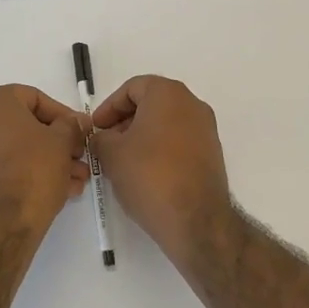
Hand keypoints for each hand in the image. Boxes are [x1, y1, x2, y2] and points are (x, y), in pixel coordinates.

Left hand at [0, 85, 90, 237]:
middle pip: (27, 125)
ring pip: (19, 148)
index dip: (64, 116)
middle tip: (80, 158)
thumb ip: (71, 125)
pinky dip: (30, 172)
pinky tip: (59, 190)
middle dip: (59, 143)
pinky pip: (6, 165)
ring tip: (76, 180)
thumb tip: (76, 121)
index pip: (36, 98)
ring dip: (50, 160)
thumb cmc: (33, 171)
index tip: (82, 133)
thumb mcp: (62, 142)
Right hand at [90, 76, 239, 274]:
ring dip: (142, 136)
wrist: (196, 219)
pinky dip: (160, 149)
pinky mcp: (212, 154)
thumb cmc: (149, 175)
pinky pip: (180, 141)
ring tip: (122, 161)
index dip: (109, 107)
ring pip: (166, 123)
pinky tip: (145, 173)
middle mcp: (192, 105)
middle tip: (106, 144)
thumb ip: (100, 139)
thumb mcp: (111, 154)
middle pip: (151, 103)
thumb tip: (102, 139)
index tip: (96, 128)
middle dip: (125, 121)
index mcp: (168, 94)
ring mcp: (206, 130)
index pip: (132, 88)